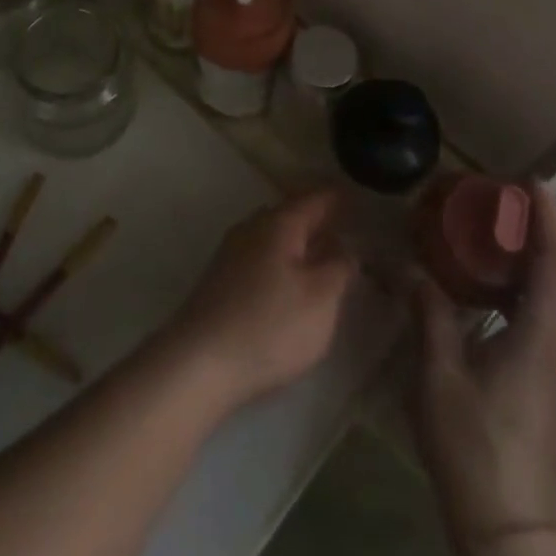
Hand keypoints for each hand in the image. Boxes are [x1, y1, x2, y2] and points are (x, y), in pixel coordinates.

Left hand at [160, 190, 357, 411]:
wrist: (200, 361)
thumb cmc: (270, 325)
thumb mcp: (320, 299)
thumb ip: (338, 268)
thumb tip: (344, 247)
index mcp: (278, 223)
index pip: (313, 199)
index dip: (336, 196)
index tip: (355, 194)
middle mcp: (251, 227)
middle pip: (290, 213)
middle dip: (316, 218)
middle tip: (343, 223)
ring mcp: (231, 252)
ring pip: (272, 235)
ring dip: (298, 240)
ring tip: (321, 252)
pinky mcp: (221, 279)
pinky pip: (260, 255)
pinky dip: (281, 259)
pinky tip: (289, 279)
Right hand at [410, 181, 555, 545]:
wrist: (513, 528)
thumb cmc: (475, 449)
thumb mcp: (439, 376)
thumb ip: (430, 314)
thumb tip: (411, 269)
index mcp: (542, 337)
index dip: (548, 219)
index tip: (531, 182)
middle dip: (551, 229)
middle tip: (517, 199)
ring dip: (550, 256)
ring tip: (512, 230)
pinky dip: (542, 284)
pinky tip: (507, 286)